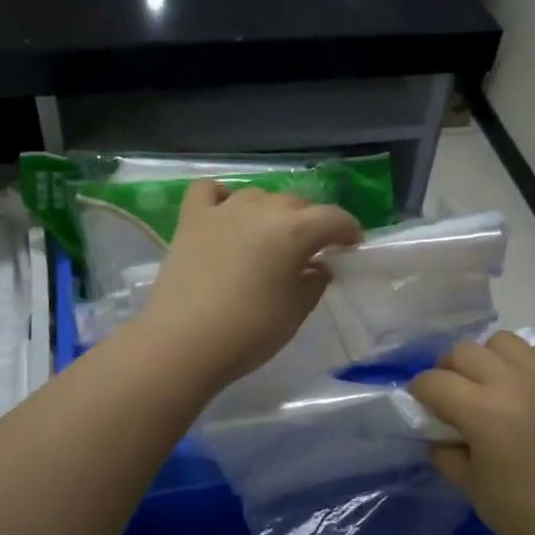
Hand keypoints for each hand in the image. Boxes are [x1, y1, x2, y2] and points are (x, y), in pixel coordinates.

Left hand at [135, 180, 361, 389]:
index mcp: (294, 231)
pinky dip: (222, 197)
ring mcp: (223, 210)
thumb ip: (313, 284)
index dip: (348, 231)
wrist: (183, 343)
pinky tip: (226, 213)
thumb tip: (318, 268)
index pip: (333, 218)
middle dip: (311, 222)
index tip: (351, 247)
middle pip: (297, 203)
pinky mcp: (191, 219)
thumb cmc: (249, 332)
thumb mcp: (295, 312)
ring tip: (269, 237)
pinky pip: (209, 191)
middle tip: (311, 251)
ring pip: (258, 195)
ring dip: (271, 212)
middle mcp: (262, 209)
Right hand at [409, 333, 534, 534]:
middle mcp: (513, 382)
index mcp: (482, 411)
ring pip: (503, 341)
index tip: (422, 406)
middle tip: (453, 396)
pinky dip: (528, 362)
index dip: (419, 392)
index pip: (434, 381)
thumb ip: (446, 454)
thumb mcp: (473, 490)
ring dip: (488, 359)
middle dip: (448, 370)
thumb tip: (439, 434)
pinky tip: (529, 387)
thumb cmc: (529, 515)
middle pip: (464, 351)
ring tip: (493, 386)